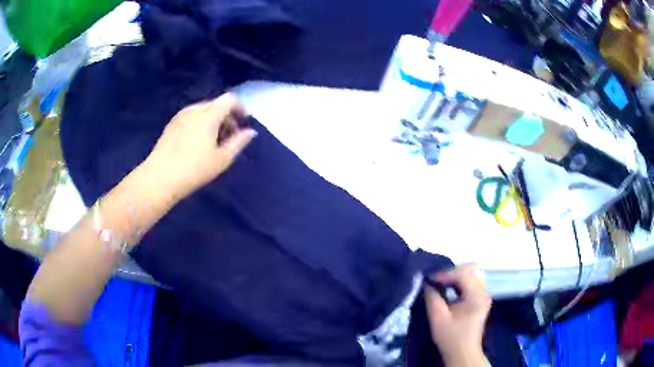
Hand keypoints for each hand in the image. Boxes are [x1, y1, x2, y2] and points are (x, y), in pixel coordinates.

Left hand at [145, 93, 256, 197]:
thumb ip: (238, 142)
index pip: (230, 99)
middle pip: (216, 104)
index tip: (243, 123)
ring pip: (203, 110)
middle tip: (229, 138)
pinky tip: (196, 143)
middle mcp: (194, 109)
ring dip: (213, 120)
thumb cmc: (194, 169)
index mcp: (209, 114)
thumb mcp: (222, 159)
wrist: (160, 178)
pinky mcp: (171, 124)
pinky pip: (191, 117)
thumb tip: (250, 131)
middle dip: (226, 117)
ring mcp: (180, 116)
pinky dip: (200, 123)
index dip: (240, 108)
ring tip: (212, 142)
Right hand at [425, 264, 490, 366]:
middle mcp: (484, 291)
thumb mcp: (438, 318)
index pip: (462, 274)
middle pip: (470, 269)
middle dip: (451, 272)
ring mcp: (483, 294)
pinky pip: (471, 281)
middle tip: (435, 279)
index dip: (444, 274)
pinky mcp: (480, 298)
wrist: (462, 353)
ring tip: (439, 283)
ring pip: (471, 273)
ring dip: (455, 276)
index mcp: (477, 296)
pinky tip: (447, 288)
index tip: (428, 278)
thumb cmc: (451, 337)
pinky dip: (458, 281)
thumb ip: (432, 297)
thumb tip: (425, 282)